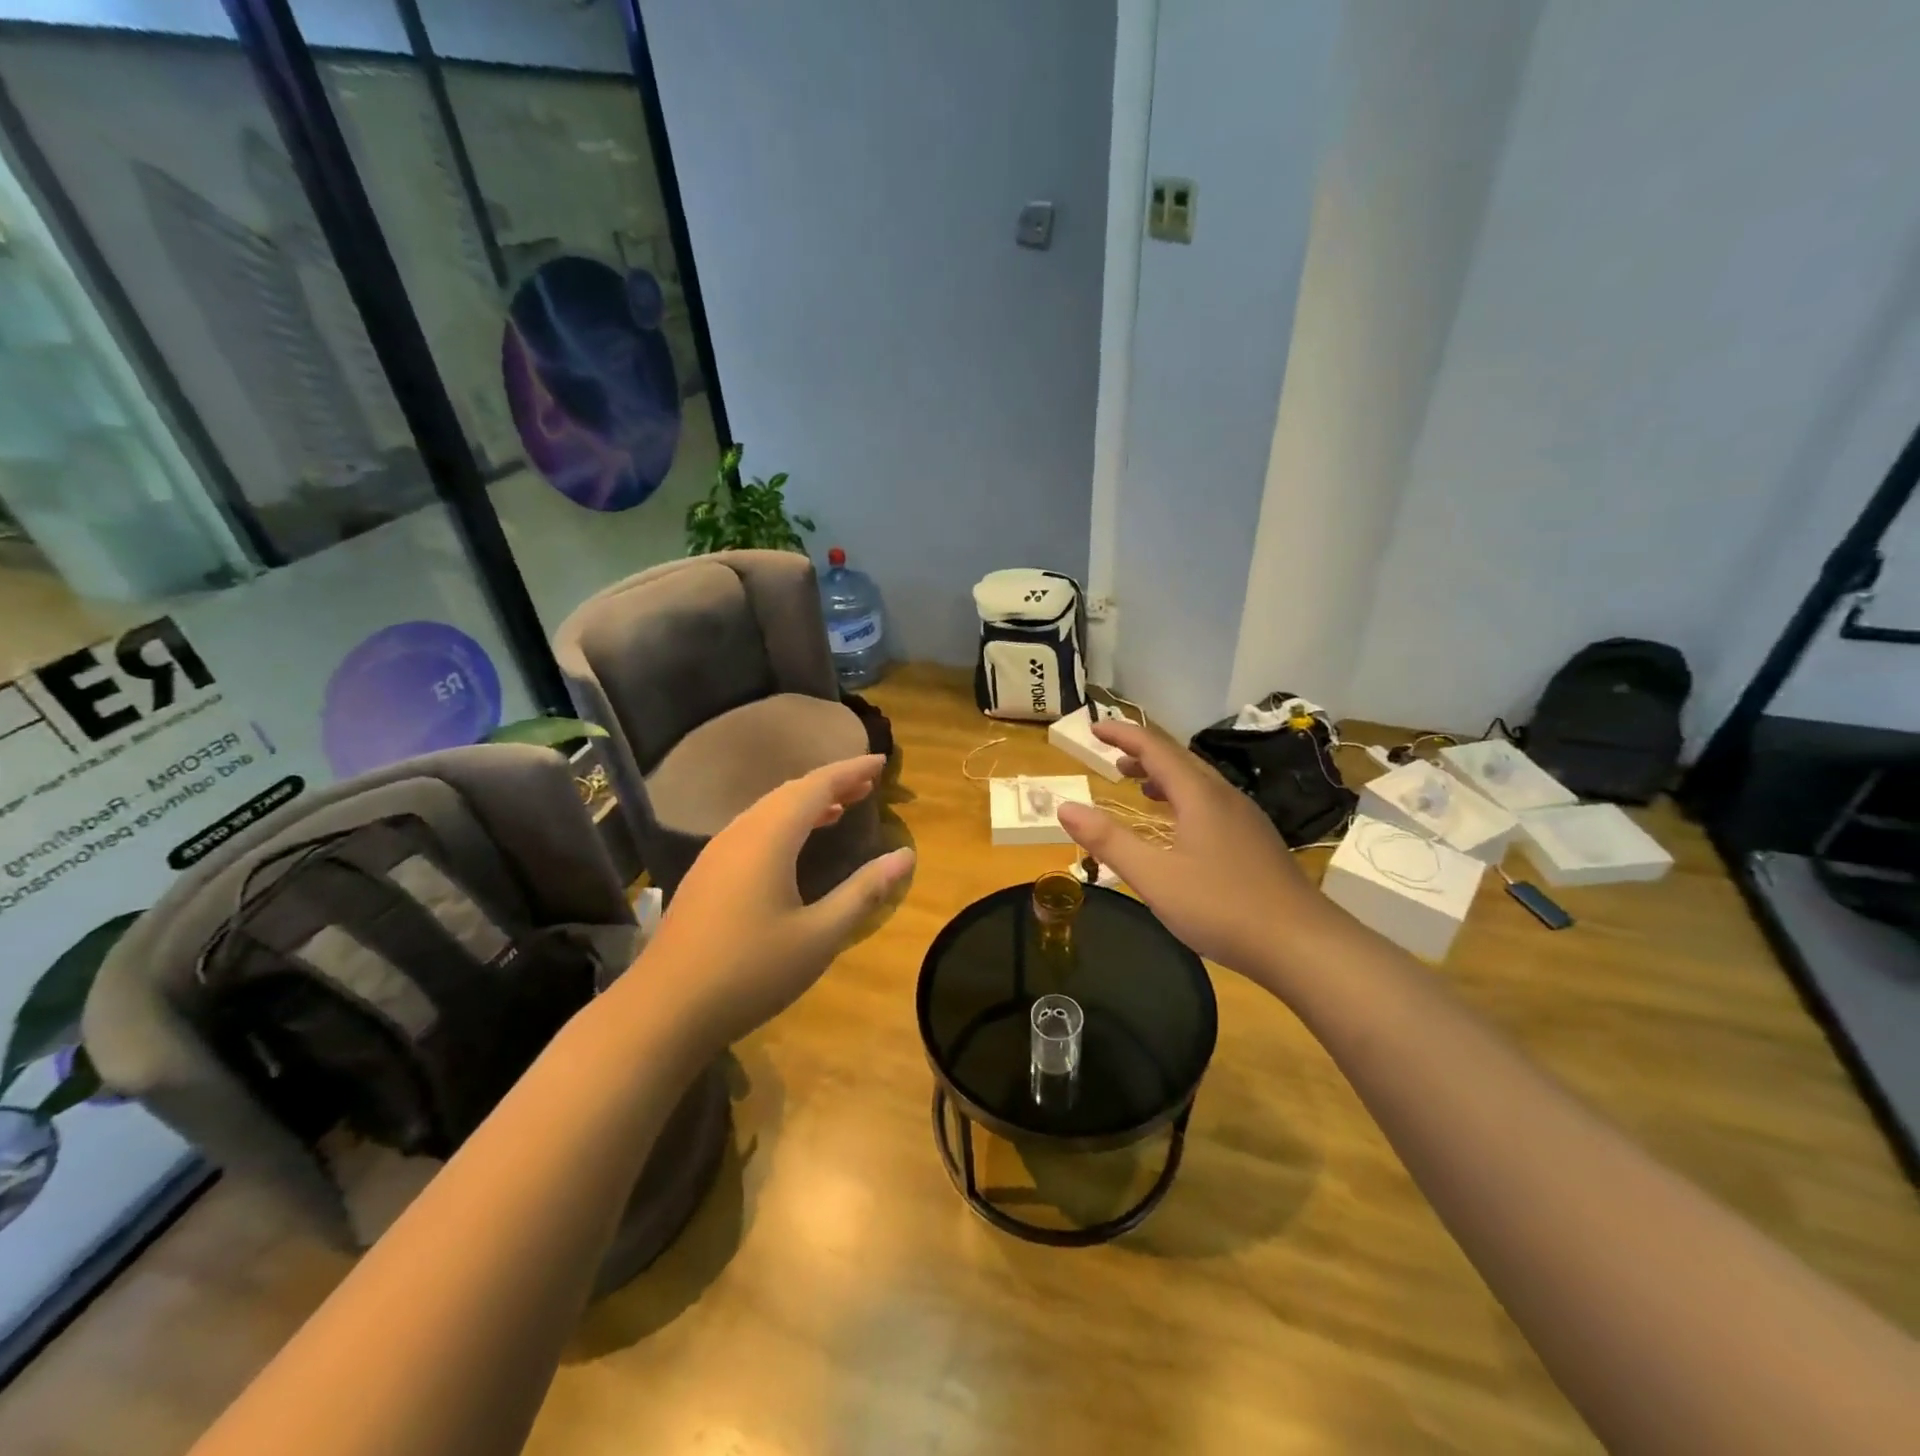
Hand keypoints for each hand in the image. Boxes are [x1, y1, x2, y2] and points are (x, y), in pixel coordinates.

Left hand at [643, 755, 913, 1052]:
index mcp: (769, 837)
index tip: (883, 762)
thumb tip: (905, 855)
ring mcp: (717, 853)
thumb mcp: (819, 936)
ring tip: (840, 808)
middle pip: (791, 792)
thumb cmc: (750, 971)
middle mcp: (740, 833)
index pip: (817, 786)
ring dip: (806, 802)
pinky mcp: (706, 875)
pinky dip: (784, 823)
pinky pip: (753, 829)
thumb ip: (864, 891)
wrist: (663, 1010)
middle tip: (868, 783)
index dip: (851, 770)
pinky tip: (794, 846)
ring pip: (768, 810)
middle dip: (832, 783)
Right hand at [1055, 721, 1332, 986]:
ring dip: (1164, 777)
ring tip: (1139, 787)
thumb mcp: (1154, 877)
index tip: (1093, 727)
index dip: (1122, 735)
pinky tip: (1179, 828)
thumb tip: (1066, 806)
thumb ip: (1108, 841)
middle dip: (1143, 754)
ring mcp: (1245, 819)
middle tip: (1112, 758)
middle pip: (1179, 760)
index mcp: (1199, 795)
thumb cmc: (1221, 907)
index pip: (1155, 748)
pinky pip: (1212, 803)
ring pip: (1199, 783)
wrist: (1302, 944)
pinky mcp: (1256, 842)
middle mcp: (1224, 797)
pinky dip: (1184, 800)